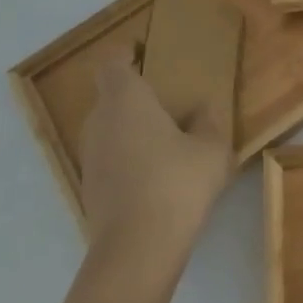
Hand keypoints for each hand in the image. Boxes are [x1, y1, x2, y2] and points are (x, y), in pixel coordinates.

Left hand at [76, 54, 234, 273]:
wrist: (136, 252)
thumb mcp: (211, 148)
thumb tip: (203, 108)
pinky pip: (109, 156)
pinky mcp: (90, 189)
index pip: (112, 62)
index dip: (125, 52)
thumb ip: (209, 121)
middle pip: (109, 95)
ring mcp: (90, 158)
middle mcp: (100, 122)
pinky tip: (156, 173)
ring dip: (130, 126)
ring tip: (166, 137)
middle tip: (168, 98)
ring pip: (108, 127)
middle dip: (134, 93)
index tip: (144, 51)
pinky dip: (127, 155)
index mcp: (125, 100)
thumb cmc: (176, 184)